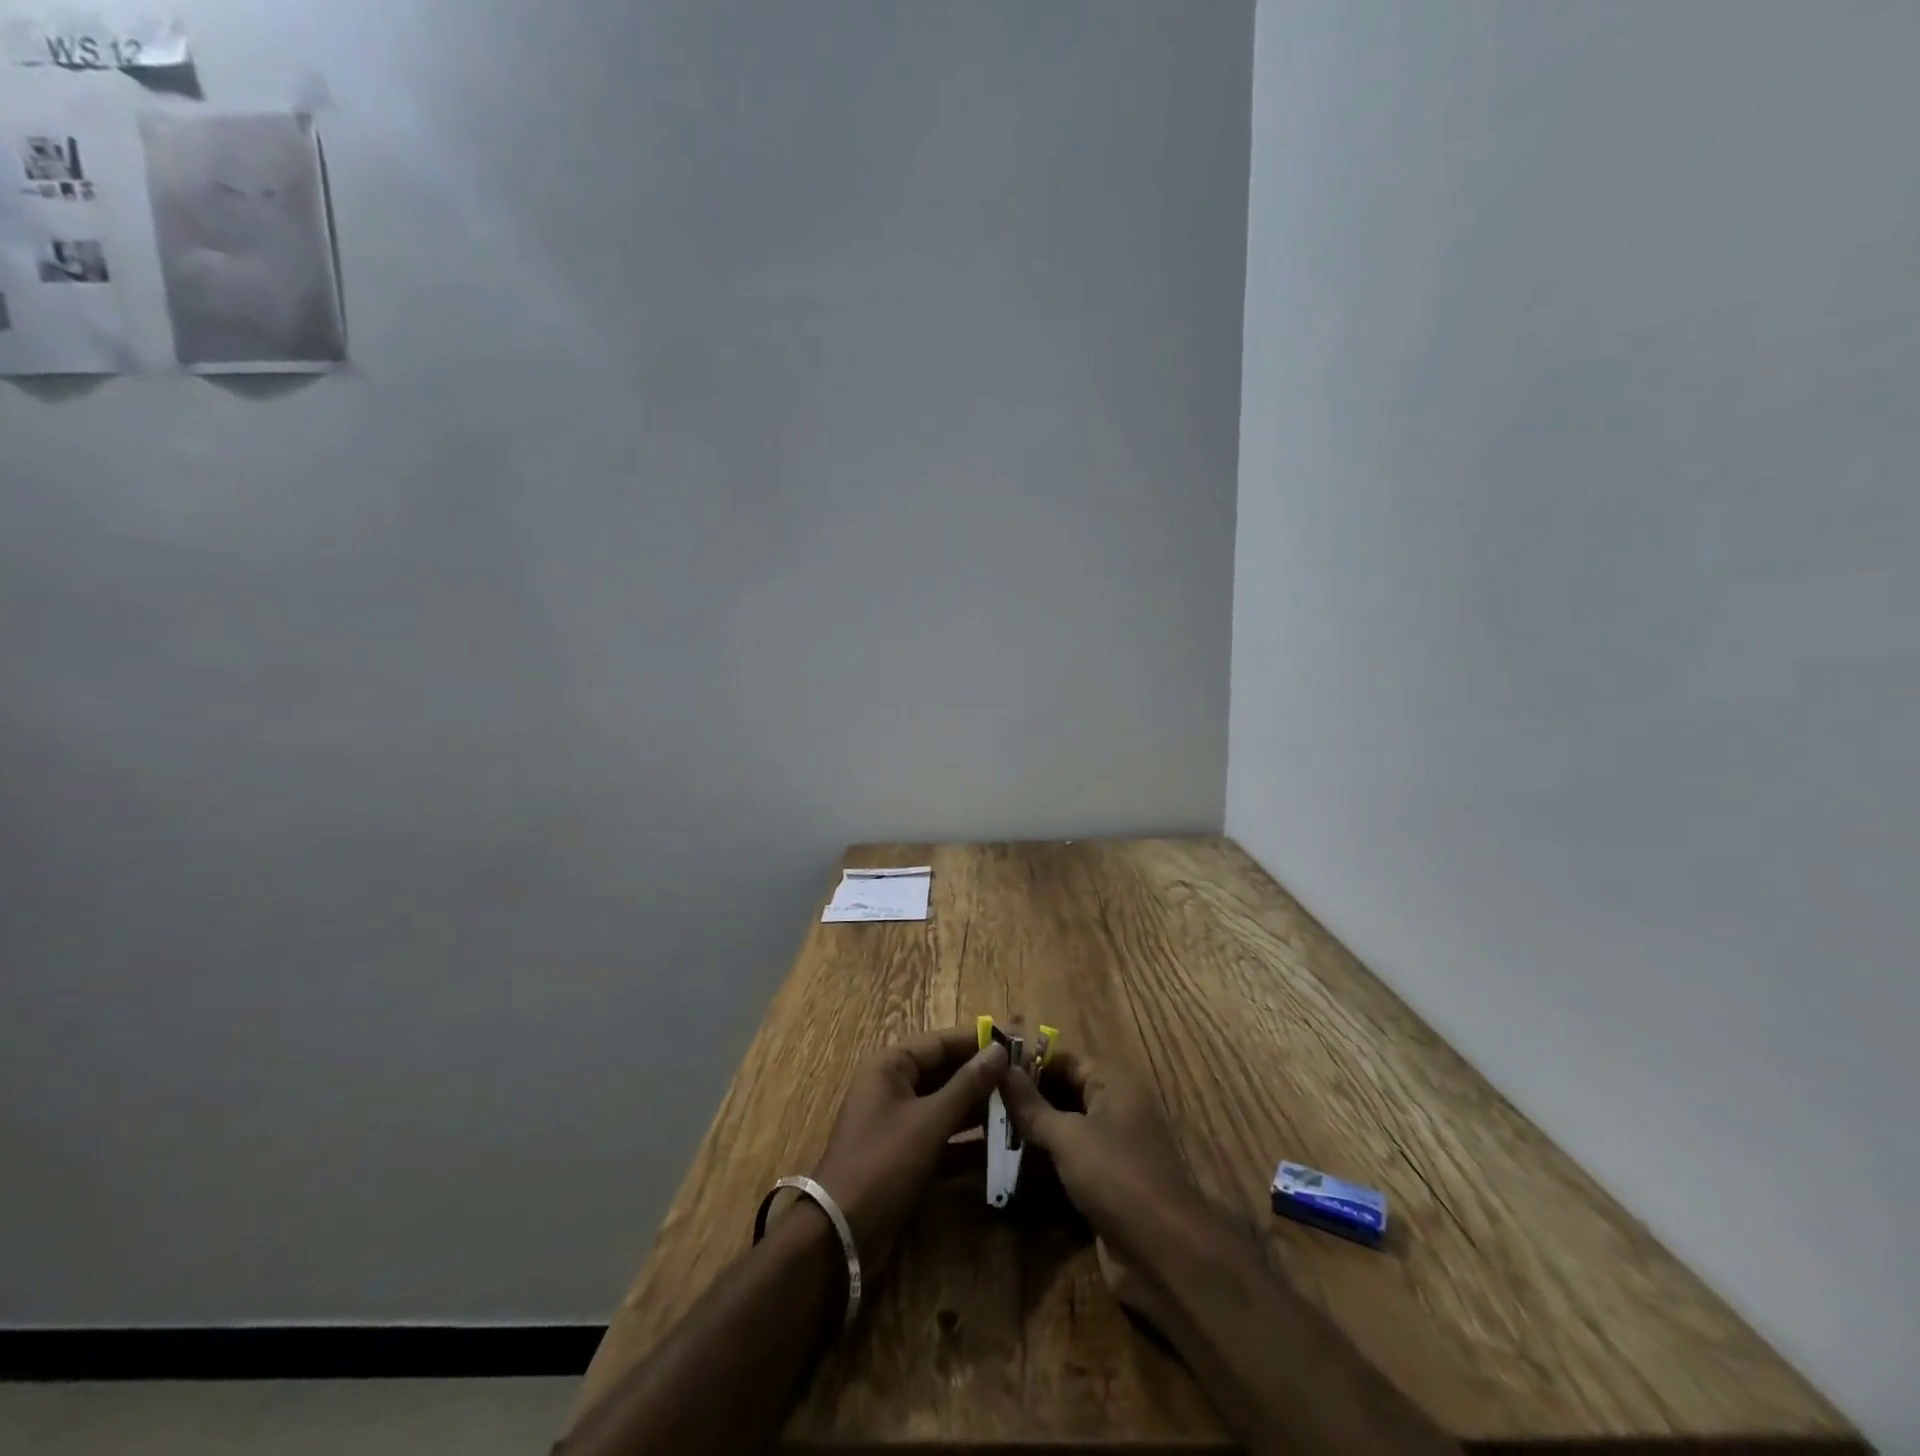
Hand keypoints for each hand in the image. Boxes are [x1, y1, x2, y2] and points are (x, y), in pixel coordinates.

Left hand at [809, 1026, 1008, 1277]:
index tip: (1019, 1038)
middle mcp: (893, 1085)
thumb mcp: (929, 1121)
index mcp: (891, 1065)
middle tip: (1026, 1074)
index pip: (942, 1041)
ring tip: (1021, 1103)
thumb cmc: (883, 1164)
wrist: (840, 1235)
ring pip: (946, 1102)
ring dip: (979, 1104)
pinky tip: (1001, 1142)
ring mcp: (898, 1120)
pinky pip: (942, 1133)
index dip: (981, 1039)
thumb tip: (1000, 1050)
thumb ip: (967, 1085)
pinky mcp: (905, 1153)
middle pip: (945, 1070)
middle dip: (983, 1073)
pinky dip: (967, 1137)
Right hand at [999, 1051, 1214, 1323]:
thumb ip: (1032, 1105)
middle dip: (1028, 1099)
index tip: (990, 1073)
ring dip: (1034, 1132)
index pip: (1063, 1060)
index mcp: (1113, 1083)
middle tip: (985, 1106)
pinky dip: (1048, 1161)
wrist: (1165, 1253)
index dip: (1028, 1064)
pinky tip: (1014, 1168)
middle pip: (1065, 1091)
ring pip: (1067, 1127)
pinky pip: (1073, 1159)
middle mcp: (1116, 1106)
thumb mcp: (1068, 1137)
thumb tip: (1001, 1068)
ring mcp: (1115, 1145)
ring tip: (991, 1135)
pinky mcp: (1110, 1181)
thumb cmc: (1117, 1178)